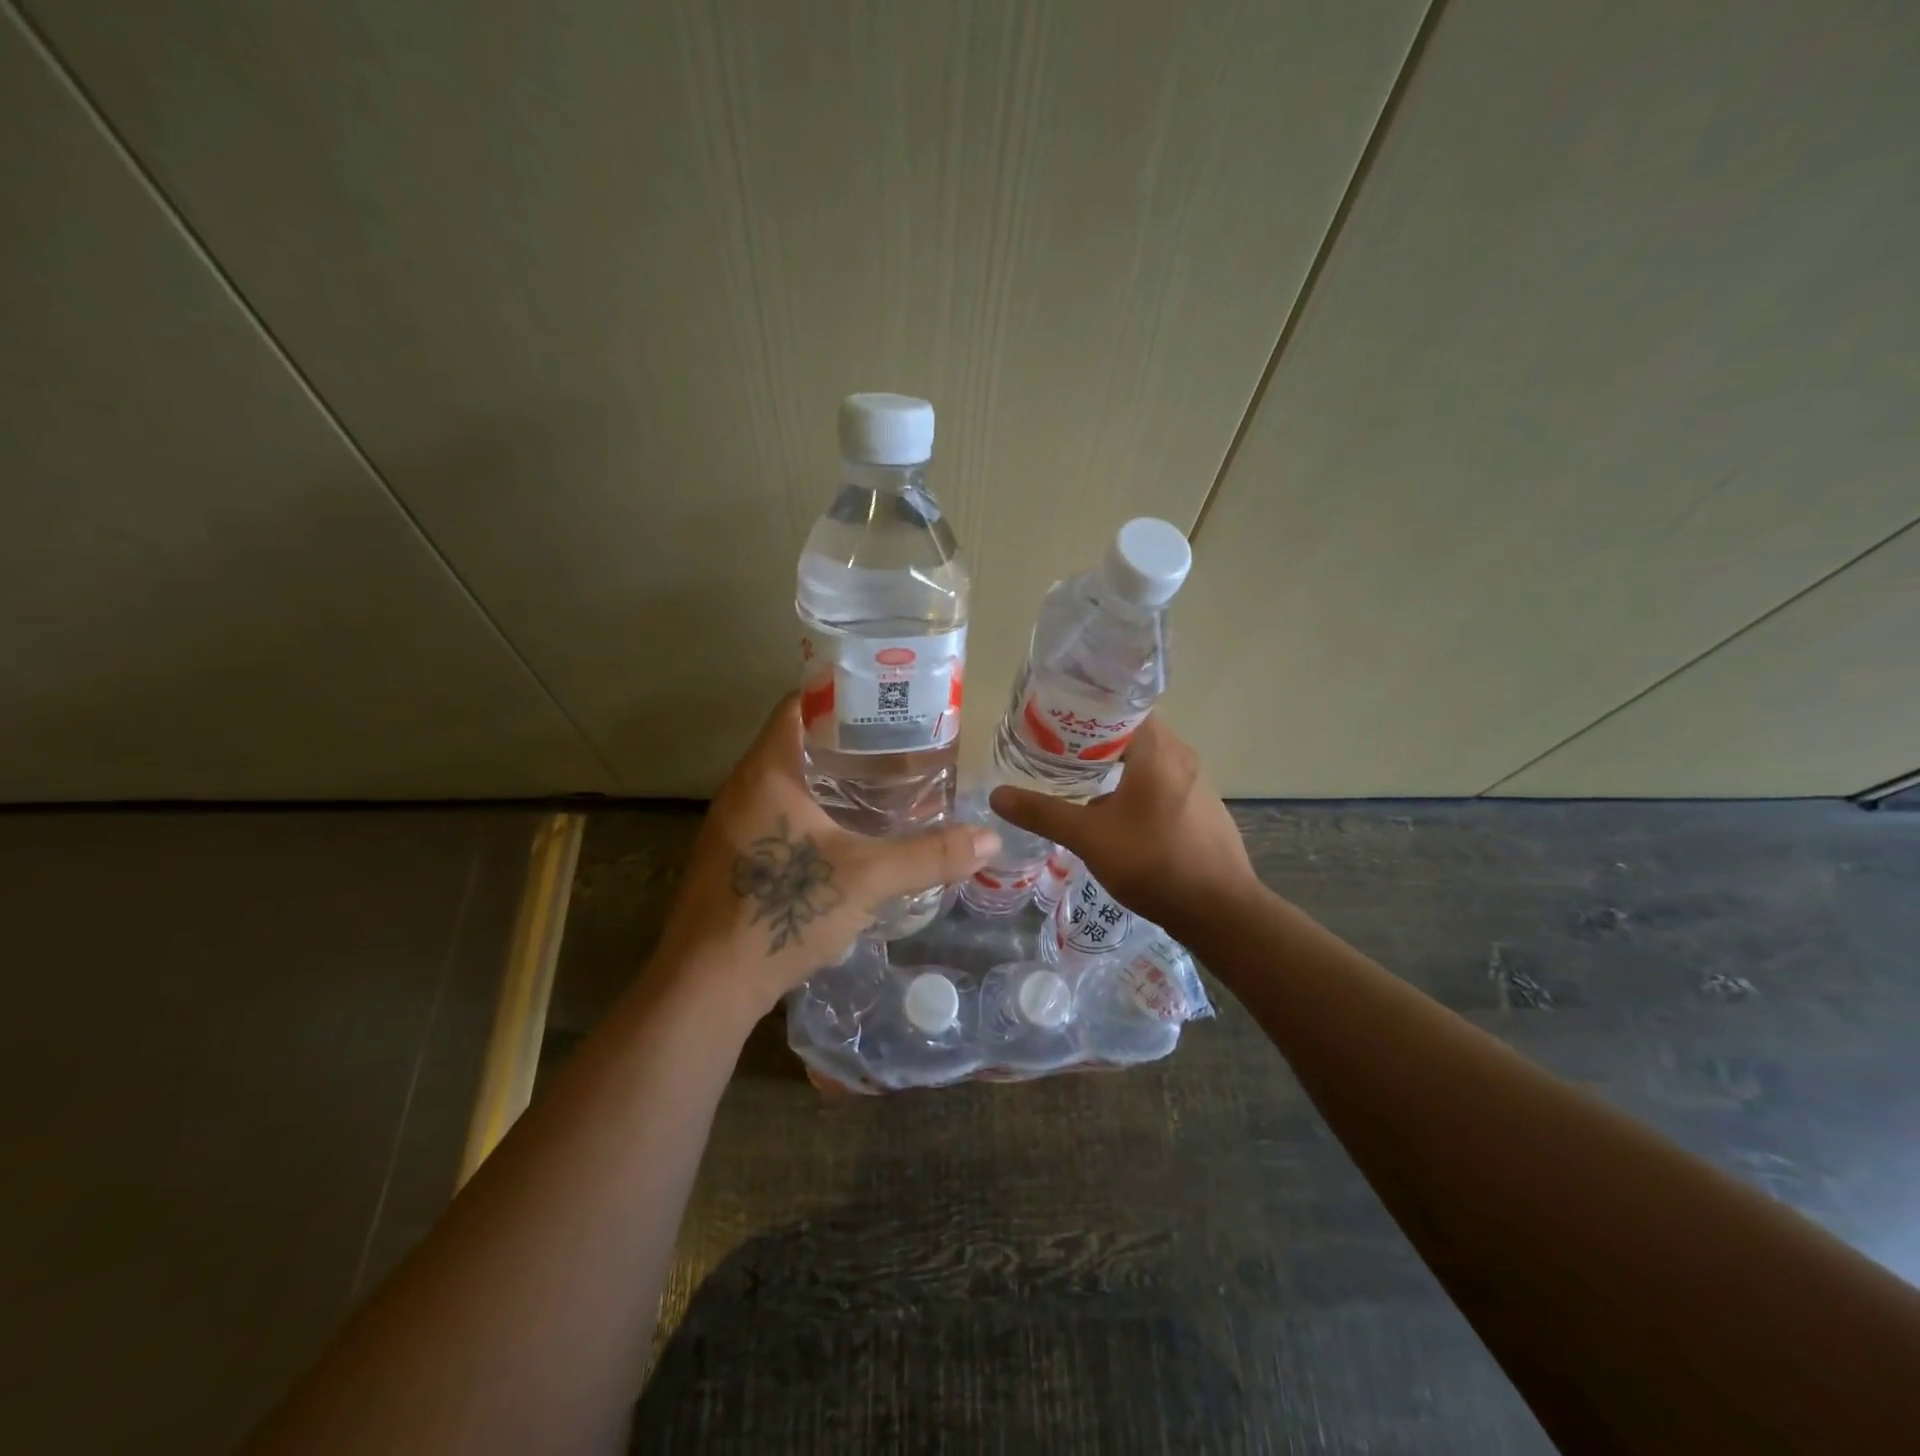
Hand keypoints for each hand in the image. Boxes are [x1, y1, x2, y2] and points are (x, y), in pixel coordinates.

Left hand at [653, 693, 999, 1022]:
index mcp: (767, 770)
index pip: (800, 704)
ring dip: (833, 777)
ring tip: (887, 783)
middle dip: (849, 739)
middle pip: (799, 740)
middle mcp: (745, 787)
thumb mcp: (866, 878)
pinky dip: (817, 810)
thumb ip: (929, 855)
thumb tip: (990, 838)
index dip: (843, 692)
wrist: (705, 986)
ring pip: (790, 781)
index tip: (889, 700)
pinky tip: (852, 833)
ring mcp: (735, 824)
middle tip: (903, 744)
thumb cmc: (780, 912)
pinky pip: (782, 813)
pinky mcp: (736, 857)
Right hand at [989, 715, 1256, 936]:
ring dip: (1115, 766)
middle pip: (1132, 732)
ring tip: (1077, 781)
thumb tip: (996, 795)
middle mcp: (1182, 755)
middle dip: (1093, 741)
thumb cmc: (1152, 861)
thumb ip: (1042, 813)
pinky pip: (1163, 784)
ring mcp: (1197, 783)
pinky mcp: (1203, 810)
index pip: (1120, 705)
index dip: (1086, 709)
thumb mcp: (1088, 837)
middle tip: (1055, 752)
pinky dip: (1136, 788)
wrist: (1220, 911)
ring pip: (1148, 760)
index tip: (1054, 720)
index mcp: (1157, 748)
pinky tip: (1114, 815)